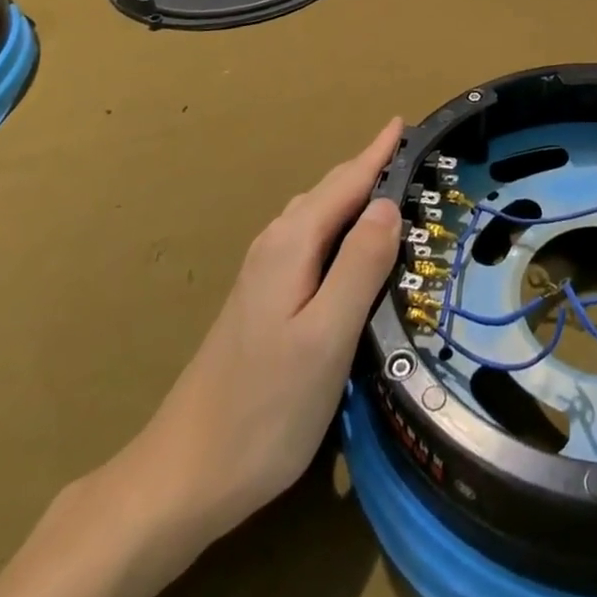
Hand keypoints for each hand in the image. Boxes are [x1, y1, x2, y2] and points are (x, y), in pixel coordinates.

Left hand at [0, 122, 403, 596]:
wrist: (182, 476)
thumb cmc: (264, 408)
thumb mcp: (326, 337)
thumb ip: (360, 265)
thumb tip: (388, 204)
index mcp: (293, 243)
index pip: (347, 181)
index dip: (379, 151)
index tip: (407, 120)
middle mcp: (275, 245)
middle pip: (331, 191)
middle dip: (370, 168)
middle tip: (414, 157)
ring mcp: (263, 273)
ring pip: (318, 215)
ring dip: (354, 196)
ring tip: (392, 194)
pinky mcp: (262, 300)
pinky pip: (310, 240)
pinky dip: (339, 226)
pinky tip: (350, 251)